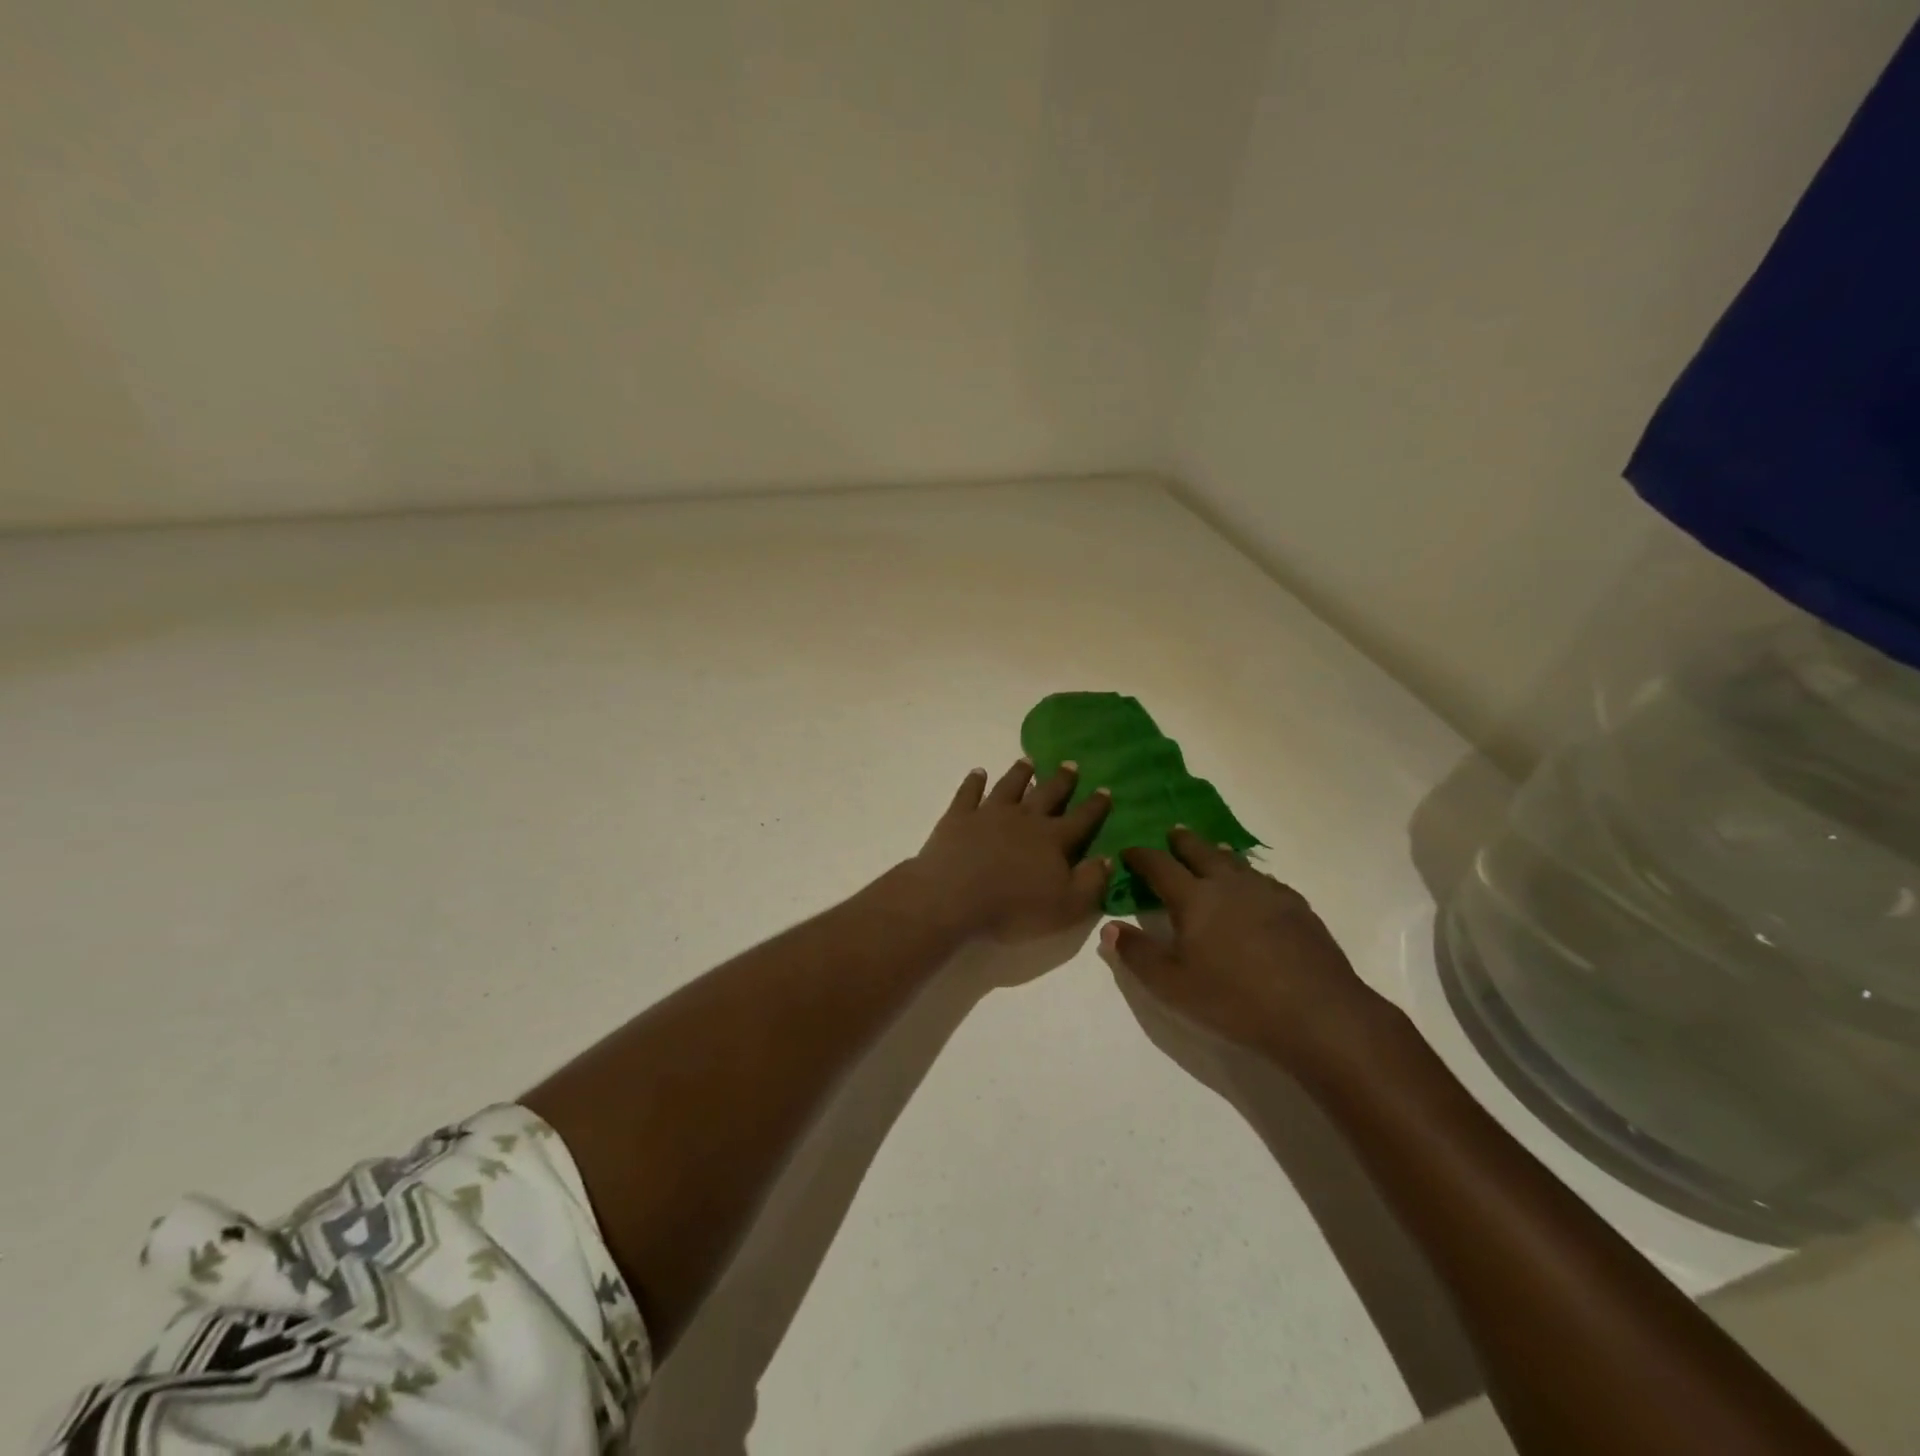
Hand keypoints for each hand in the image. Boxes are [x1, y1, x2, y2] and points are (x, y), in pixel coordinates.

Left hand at [906, 759, 1111, 942]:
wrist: (954, 899)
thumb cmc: (1014, 909)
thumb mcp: (1067, 907)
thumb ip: (1091, 882)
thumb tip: (1108, 859)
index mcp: (1053, 840)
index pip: (1081, 819)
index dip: (1095, 806)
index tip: (1106, 789)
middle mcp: (1024, 819)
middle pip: (1047, 794)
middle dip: (1061, 780)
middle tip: (1071, 763)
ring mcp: (989, 814)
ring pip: (1009, 786)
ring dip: (1020, 773)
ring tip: (1028, 760)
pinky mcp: (958, 817)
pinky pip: (968, 793)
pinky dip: (974, 781)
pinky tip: (978, 772)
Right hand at [1100, 828, 1393, 1076]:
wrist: (1317, 1013)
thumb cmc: (1234, 1000)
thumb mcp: (1172, 986)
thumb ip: (1137, 954)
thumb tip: (1109, 927)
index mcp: (1194, 899)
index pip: (1159, 866)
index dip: (1141, 856)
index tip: (1128, 850)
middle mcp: (1229, 885)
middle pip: (1201, 852)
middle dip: (1182, 842)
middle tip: (1172, 833)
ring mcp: (1267, 893)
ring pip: (1236, 862)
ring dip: (1218, 853)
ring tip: (1212, 850)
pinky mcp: (1297, 908)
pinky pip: (1266, 880)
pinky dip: (1250, 875)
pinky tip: (1255, 887)